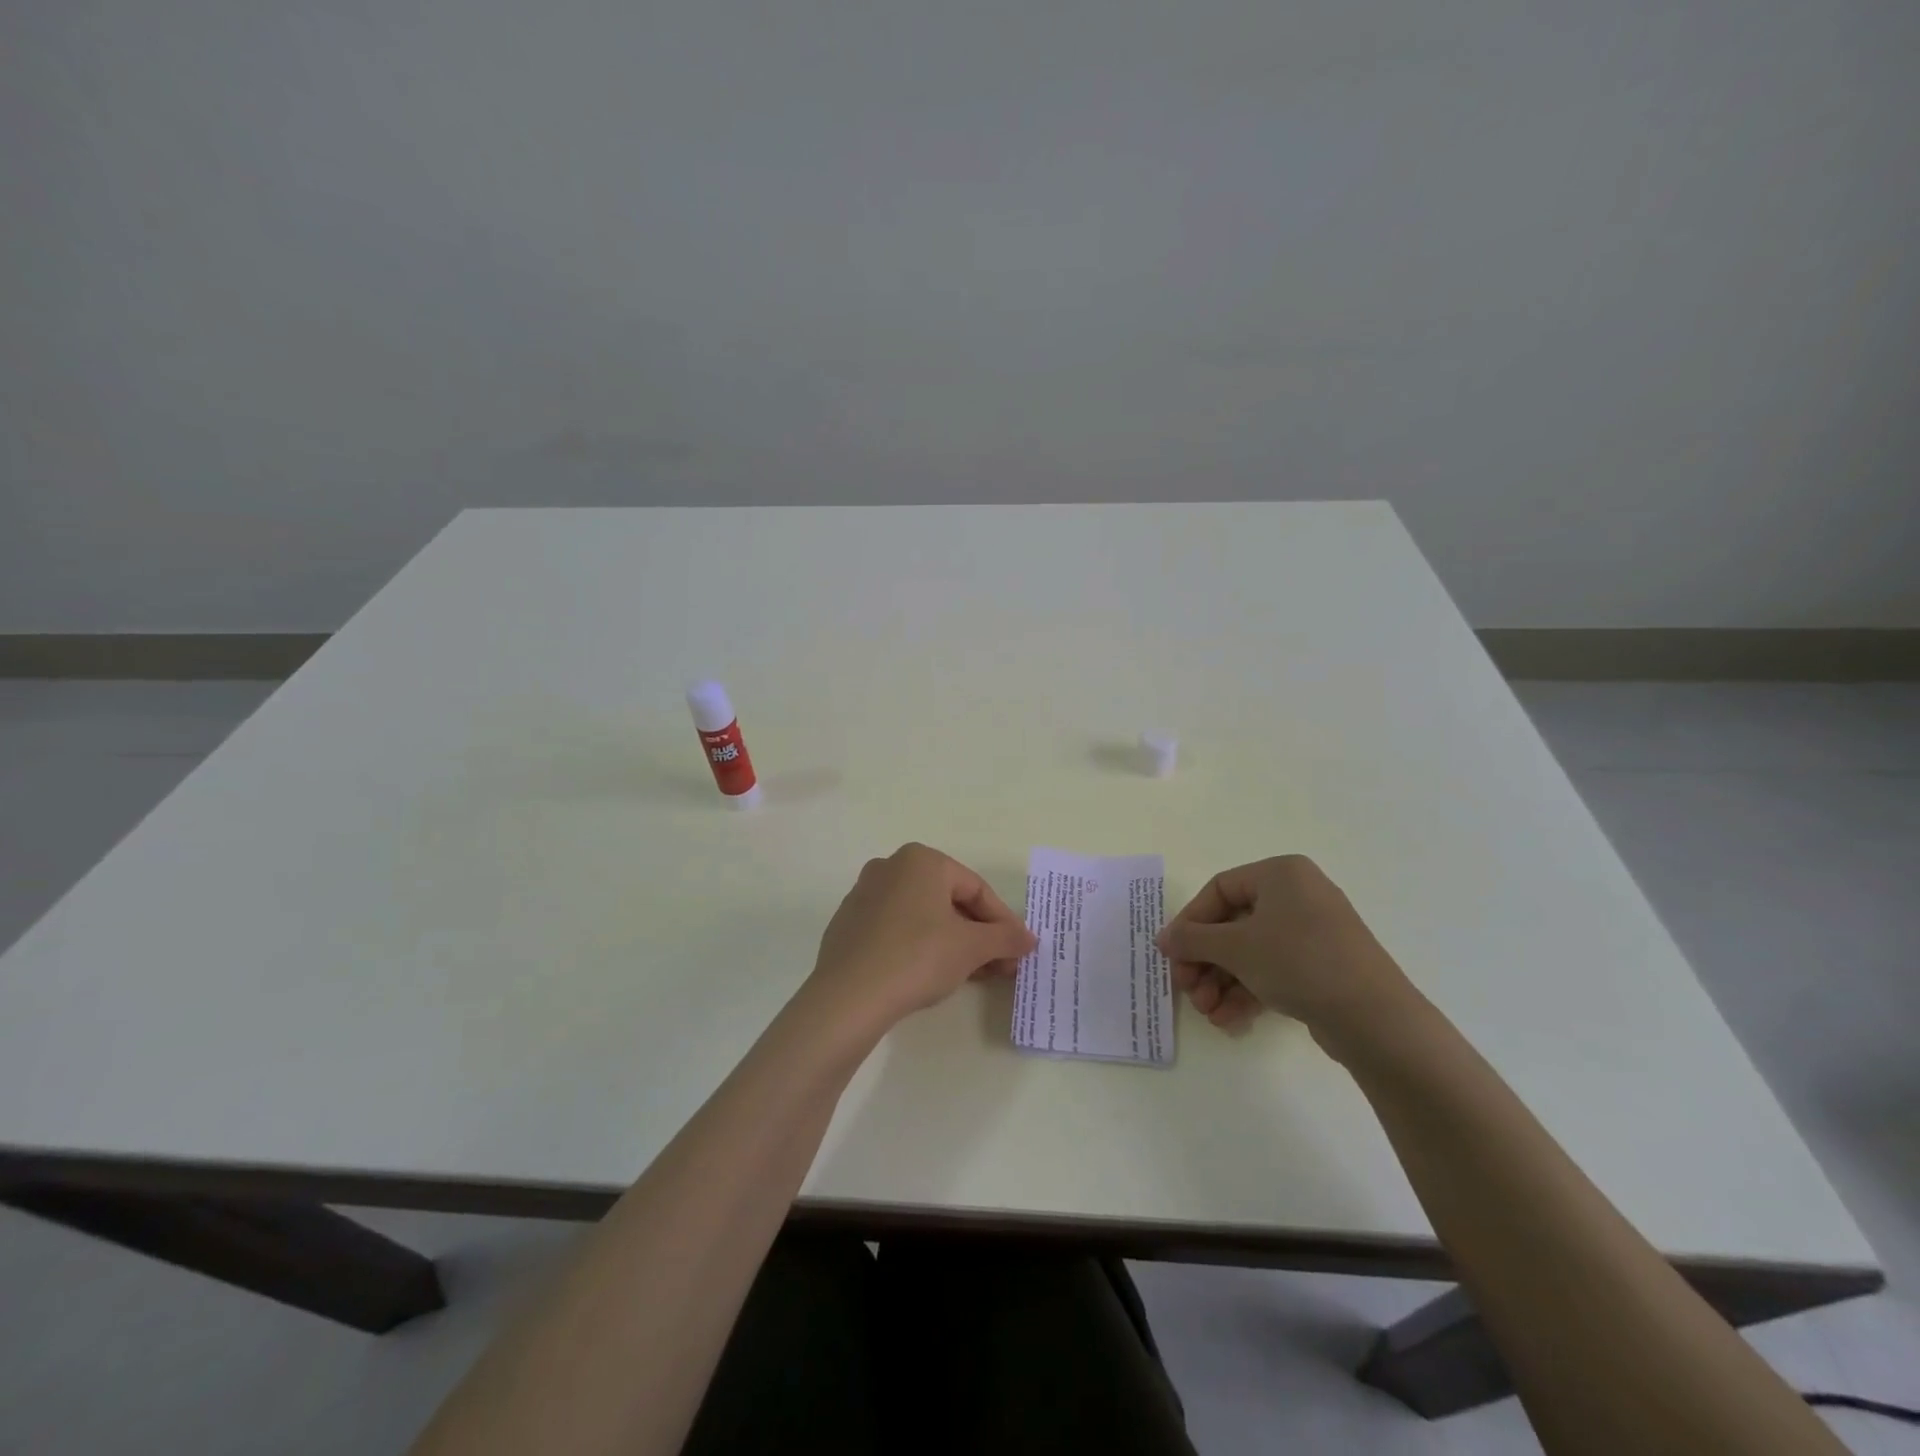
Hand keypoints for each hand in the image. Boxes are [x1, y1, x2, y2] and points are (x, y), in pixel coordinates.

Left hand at [804, 843, 1036, 1035]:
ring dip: (951, 941)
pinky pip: (895, 929)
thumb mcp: (972, 947)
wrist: (849, 996)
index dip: (1003, 922)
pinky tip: (929, 975)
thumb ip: (1005, 938)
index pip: (976, 888)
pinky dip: (918, 946)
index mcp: (921, 860)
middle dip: (977, 934)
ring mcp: (864, 895)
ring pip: (922, 915)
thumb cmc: (918, 957)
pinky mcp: (848, 925)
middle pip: (948, 900)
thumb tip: (1029, 939)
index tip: (1018, 951)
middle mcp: (890, 867)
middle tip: (999, 966)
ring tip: (971, 974)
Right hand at [1156, 855, 1417, 1054]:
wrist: (1375, 1018)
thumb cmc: (1298, 961)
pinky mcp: (1322, 966)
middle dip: (1205, 961)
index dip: (1190, 923)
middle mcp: (1297, 895)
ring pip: (1251, 952)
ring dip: (1222, 982)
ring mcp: (1313, 932)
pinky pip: (1273, 970)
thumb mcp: (1235, 947)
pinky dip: (1248, 991)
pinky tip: (1229, 1020)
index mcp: (1280, 874)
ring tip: (1208, 1013)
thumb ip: (1192, 940)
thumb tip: (1163, 939)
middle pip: (1232, 925)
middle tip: (1187, 990)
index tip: (1172, 955)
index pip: (1219, 890)